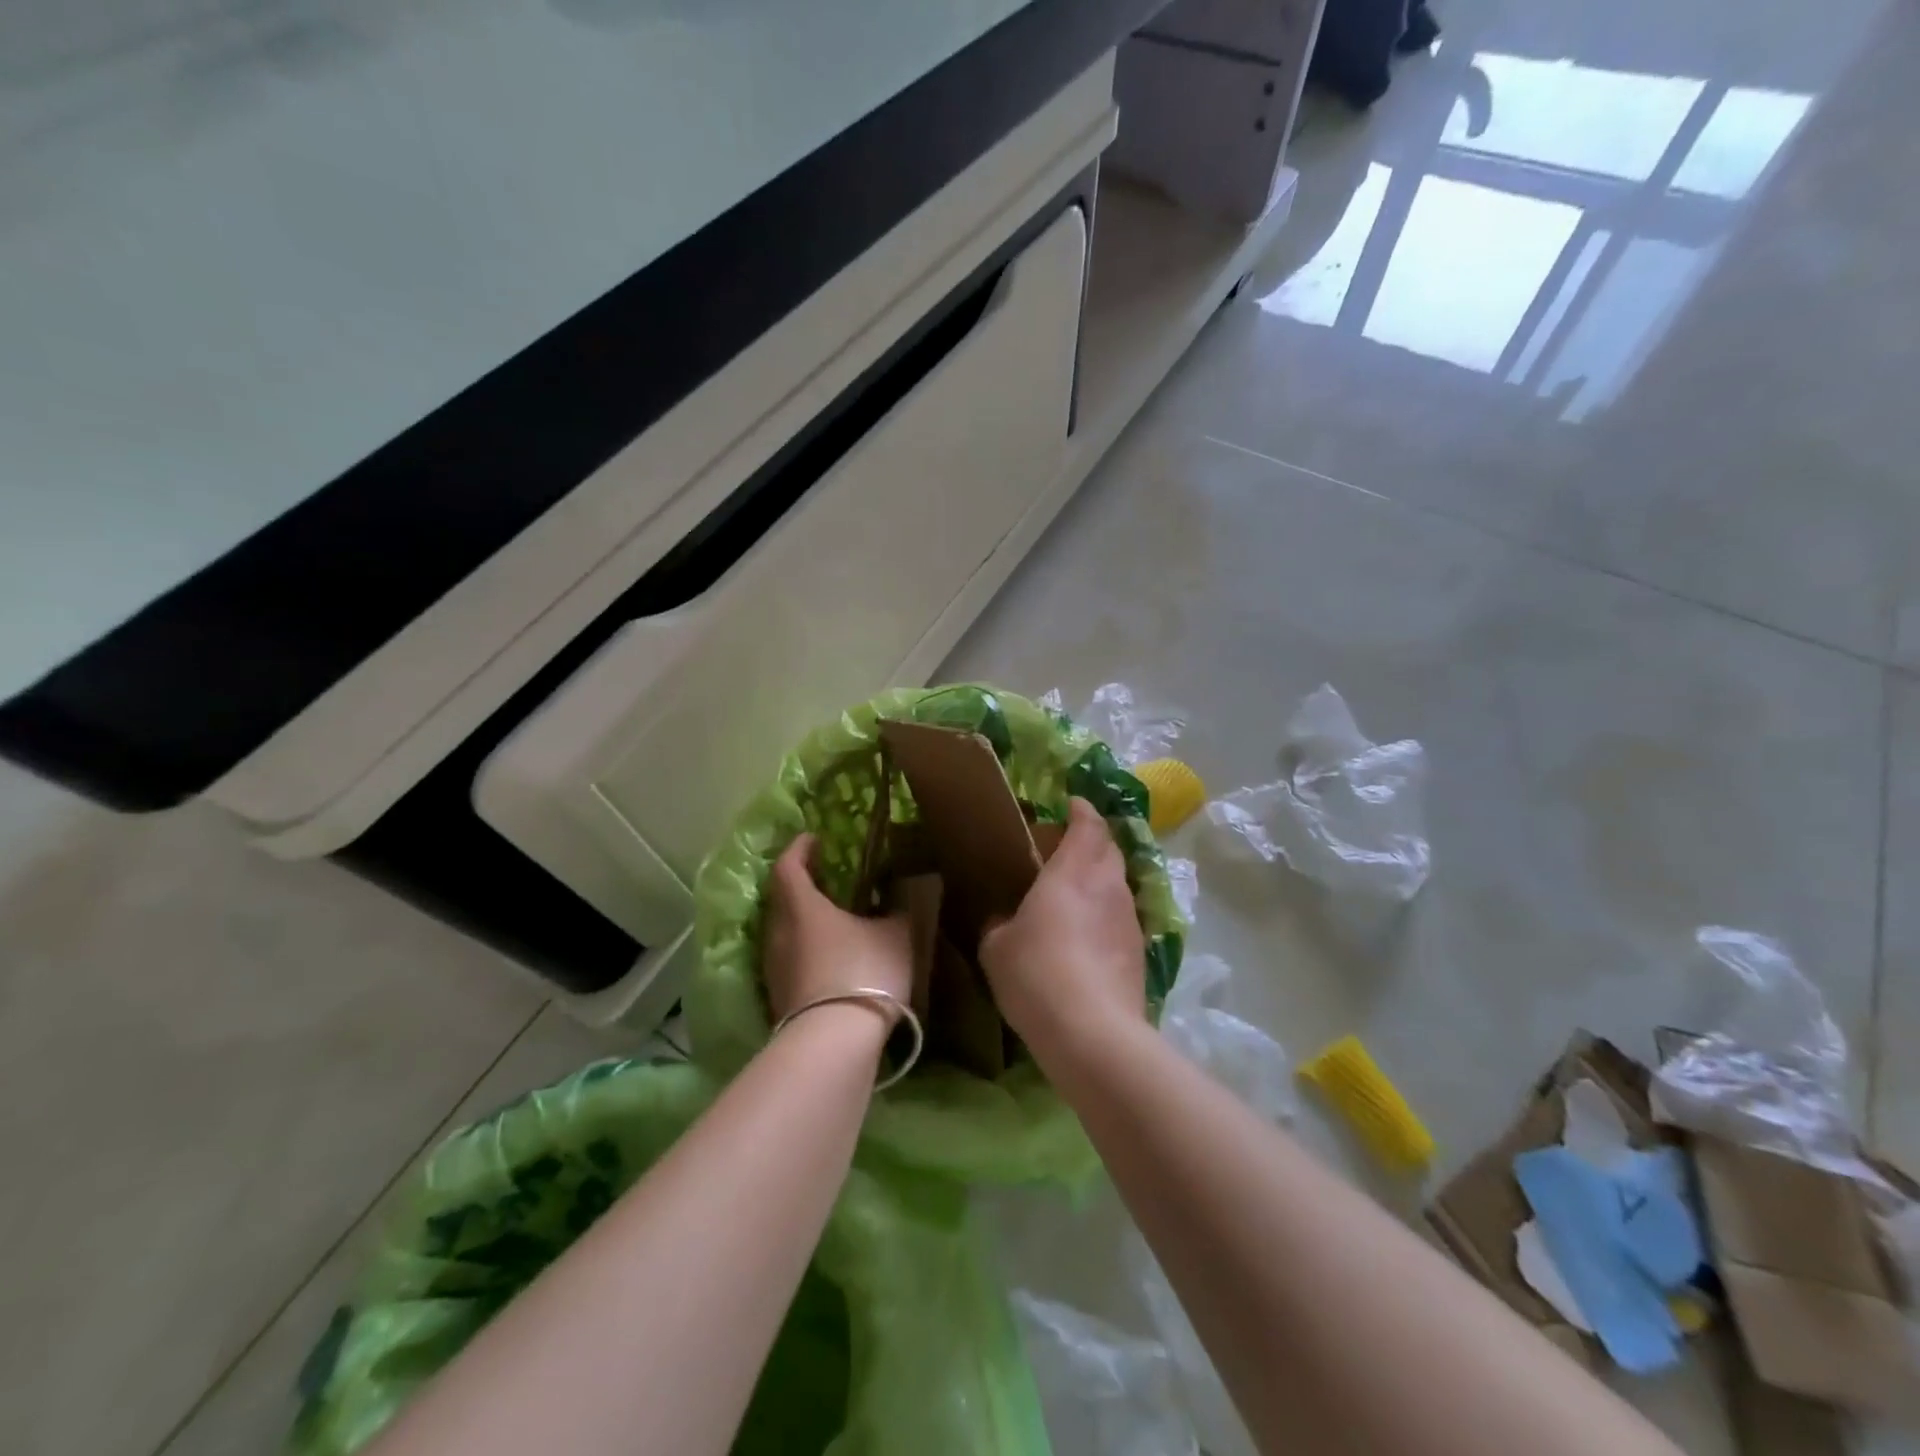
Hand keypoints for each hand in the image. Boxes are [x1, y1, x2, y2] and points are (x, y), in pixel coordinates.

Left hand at [763, 834, 911, 1025]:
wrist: (835, 1043)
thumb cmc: (865, 972)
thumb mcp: (897, 935)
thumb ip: (900, 910)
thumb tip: (904, 892)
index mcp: (802, 907)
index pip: (788, 866)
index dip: (799, 848)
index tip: (813, 839)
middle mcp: (778, 932)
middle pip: (780, 899)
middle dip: (800, 884)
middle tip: (826, 879)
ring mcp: (774, 968)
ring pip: (783, 931)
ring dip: (802, 921)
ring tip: (832, 920)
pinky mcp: (778, 998)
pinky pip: (789, 960)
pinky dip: (805, 951)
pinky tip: (830, 959)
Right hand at [979, 798, 1145, 1070]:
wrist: (1093, 1032)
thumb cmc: (1037, 974)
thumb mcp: (997, 947)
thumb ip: (999, 923)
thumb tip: (1003, 920)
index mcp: (1073, 871)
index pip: (1089, 824)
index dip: (1082, 810)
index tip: (1071, 804)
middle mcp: (1108, 885)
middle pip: (1109, 849)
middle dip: (1092, 841)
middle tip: (1064, 850)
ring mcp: (1130, 919)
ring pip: (1118, 883)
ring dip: (1100, 879)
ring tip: (1073, 895)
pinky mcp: (1139, 952)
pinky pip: (1122, 917)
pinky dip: (1106, 914)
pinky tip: (1087, 938)